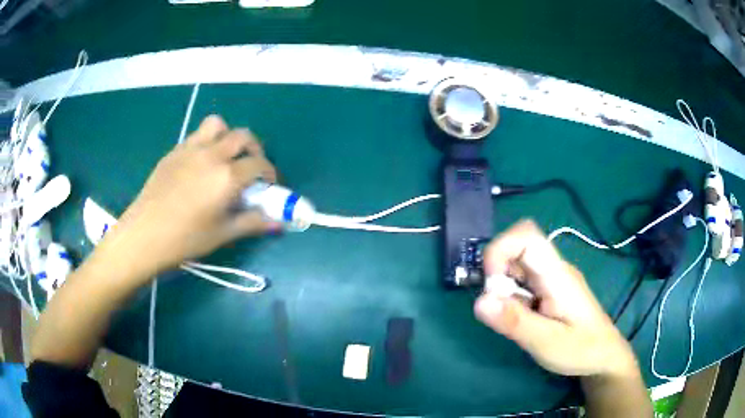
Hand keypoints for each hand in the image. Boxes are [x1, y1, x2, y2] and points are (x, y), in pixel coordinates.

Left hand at [110, 115, 279, 272]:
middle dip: (254, 149)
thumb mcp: (223, 233)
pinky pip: (197, 135)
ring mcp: (191, 149)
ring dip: (228, 136)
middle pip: (243, 136)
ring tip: (225, 156)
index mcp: (227, 176)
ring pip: (218, 125)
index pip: (259, 164)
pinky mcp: (174, 151)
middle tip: (251, 167)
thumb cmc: (186, 239)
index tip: (270, 185)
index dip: (270, 173)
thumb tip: (279, 222)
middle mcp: (212, 154)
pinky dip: (207, 142)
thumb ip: (253, 222)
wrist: (145, 234)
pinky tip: (200, 165)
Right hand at [474, 220, 638, 377]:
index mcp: (557, 274)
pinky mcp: (548, 292)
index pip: (527, 236)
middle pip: (517, 250)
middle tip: (500, 309)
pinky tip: (523, 321)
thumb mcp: (547, 343)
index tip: (491, 285)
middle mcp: (553, 270)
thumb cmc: (581, 350)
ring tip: (516, 321)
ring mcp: (551, 280)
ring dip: (504, 291)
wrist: (604, 356)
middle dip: (498, 276)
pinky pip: (522, 285)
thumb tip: (479, 301)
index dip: (500, 249)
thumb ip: (515, 322)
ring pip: (517, 269)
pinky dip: (512, 300)